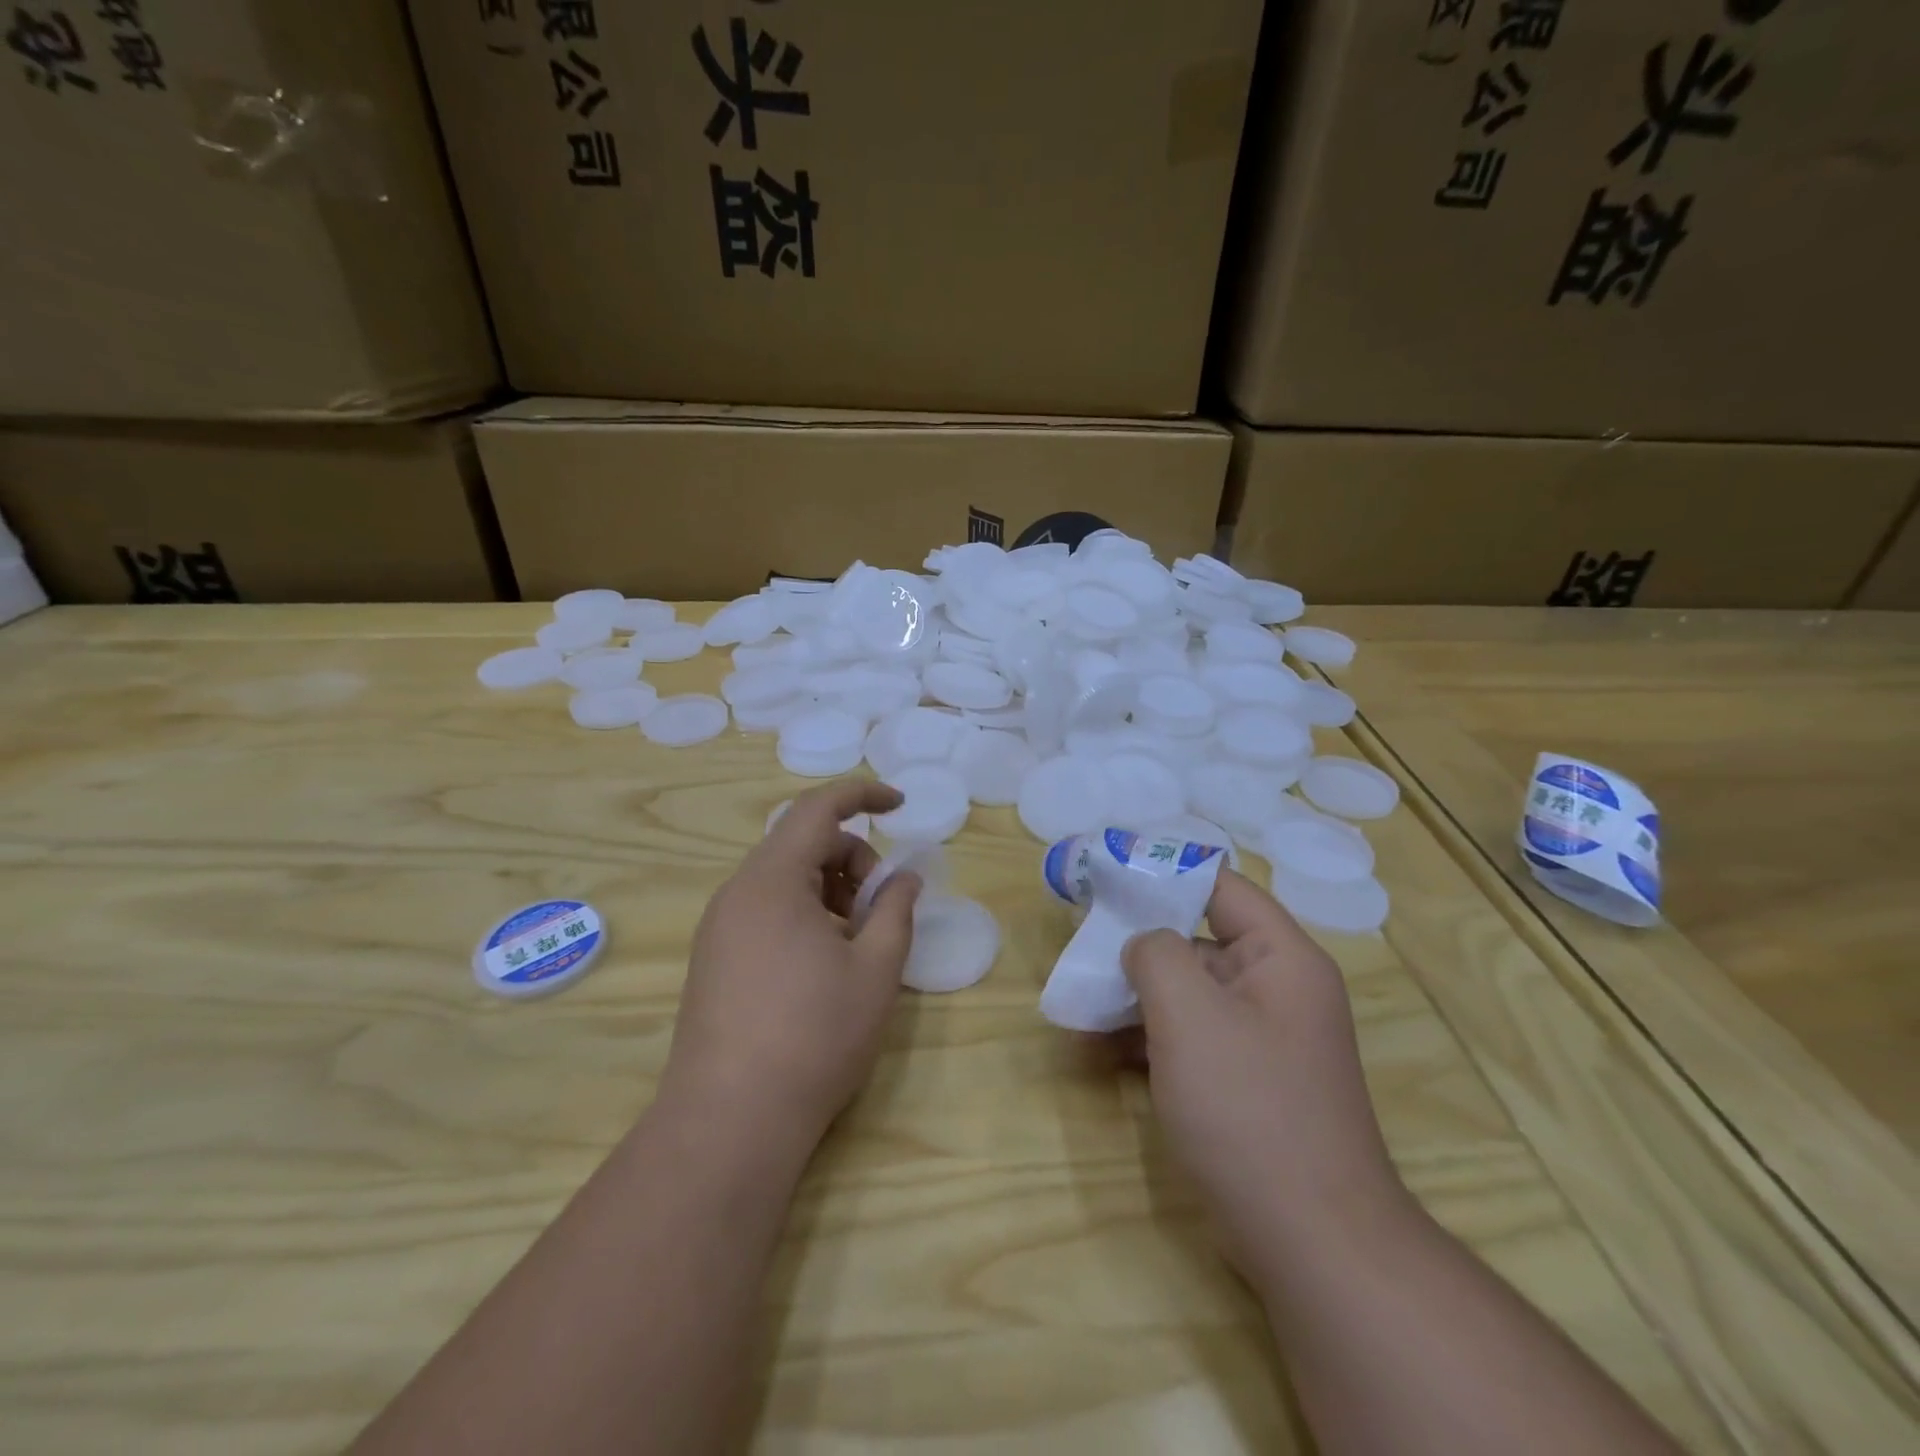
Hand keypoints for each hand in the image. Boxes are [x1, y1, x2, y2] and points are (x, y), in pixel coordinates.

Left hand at [661, 780, 921, 1159]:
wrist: (729, 1121)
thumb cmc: (813, 1036)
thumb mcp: (875, 969)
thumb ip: (895, 910)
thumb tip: (903, 878)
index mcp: (772, 880)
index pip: (818, 808)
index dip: (863, 794)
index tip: (900, 805)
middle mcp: (737, 892)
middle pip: (802, 844)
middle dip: (852, 860)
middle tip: (881, 909)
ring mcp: (718, 927)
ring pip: (784, 879)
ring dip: (829, 891)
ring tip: (855, 943)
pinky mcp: (712, 959)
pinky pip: (765, 910)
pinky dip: (803, 915)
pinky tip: (823, 965)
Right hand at [1120, 870, 1410, 1281]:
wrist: (1312, 1242)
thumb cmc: (1249, 1108)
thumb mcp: (1190, 1014)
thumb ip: (1156, 954)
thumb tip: (1144, 945)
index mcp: (1280, 957)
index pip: (1220, 886)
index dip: (1163, 873)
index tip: (1106, 877)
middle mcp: (1276, 989)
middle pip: (1198, 940)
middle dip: (1138, 945)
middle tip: (1082, 947)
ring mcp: (1261, 1039)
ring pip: (1188, 993)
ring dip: (1134, 996)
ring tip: (1079, 1003)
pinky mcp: (1245, 1082)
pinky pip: (1190, 1038)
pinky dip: (1147, 1038)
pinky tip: (1098, 1051)